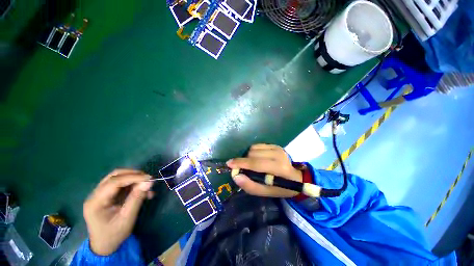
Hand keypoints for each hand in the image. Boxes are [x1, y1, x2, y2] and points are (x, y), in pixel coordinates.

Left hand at [83, 169, 153, 254]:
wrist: (104, 245)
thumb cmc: (114, 234)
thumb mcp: (127, 218)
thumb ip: (137, 198)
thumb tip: (149, 182)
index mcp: (95, 202)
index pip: (114, 182)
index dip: (133, 177)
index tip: (149, 178)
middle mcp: (95, 195)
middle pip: (114, 176)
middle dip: (133, 175)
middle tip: (148, 179)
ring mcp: (100, 194)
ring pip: (118, 178)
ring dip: (134, 179)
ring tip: (146, 185)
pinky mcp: (106, 196)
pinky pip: (121, 185)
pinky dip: (132, 185)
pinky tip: (141, 190)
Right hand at [226, 144, 302, 197]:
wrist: (295, 177)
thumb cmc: (281, 187)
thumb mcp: (266, 192)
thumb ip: (250, 186)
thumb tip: (235, 176)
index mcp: (279, 168)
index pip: (255, 164)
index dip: (241, 163)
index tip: (229, 164)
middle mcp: (278, 155)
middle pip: (252, 154)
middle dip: (244, 161)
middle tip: (242, 168)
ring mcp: (277, 148)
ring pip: (253, 148)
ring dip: (248, 156)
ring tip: (251, 164)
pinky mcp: (275, 145)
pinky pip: (257, 145)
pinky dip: (253, 151)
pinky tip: (256, 158)